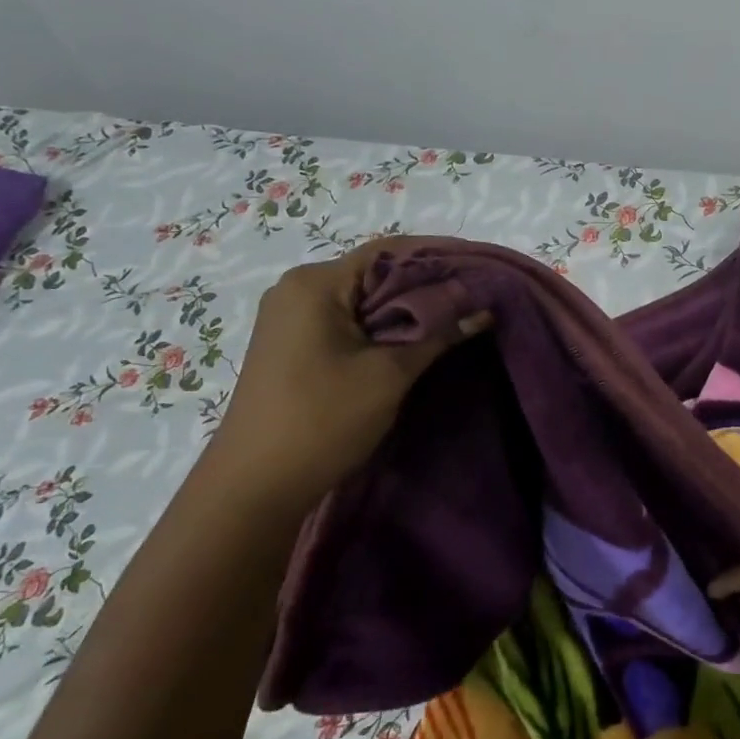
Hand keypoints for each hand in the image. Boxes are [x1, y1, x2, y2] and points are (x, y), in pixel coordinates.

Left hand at [196, 245, 485, 516]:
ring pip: (362, 299)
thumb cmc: (322, 420)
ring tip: (455, 318)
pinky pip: (347, 321)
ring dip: (406, 308)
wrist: (255, 487)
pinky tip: (415, 340)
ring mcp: (291, 318)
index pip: (387, 251)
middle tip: (475, 296)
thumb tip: (485, 309)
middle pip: (375, 273)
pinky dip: (382, 326)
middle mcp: (298, 289)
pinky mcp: (293, 344)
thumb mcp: (389, 375)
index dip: (437, 255)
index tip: (479, 267)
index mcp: (315, 284)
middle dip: (426, 284)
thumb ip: (439, 335)